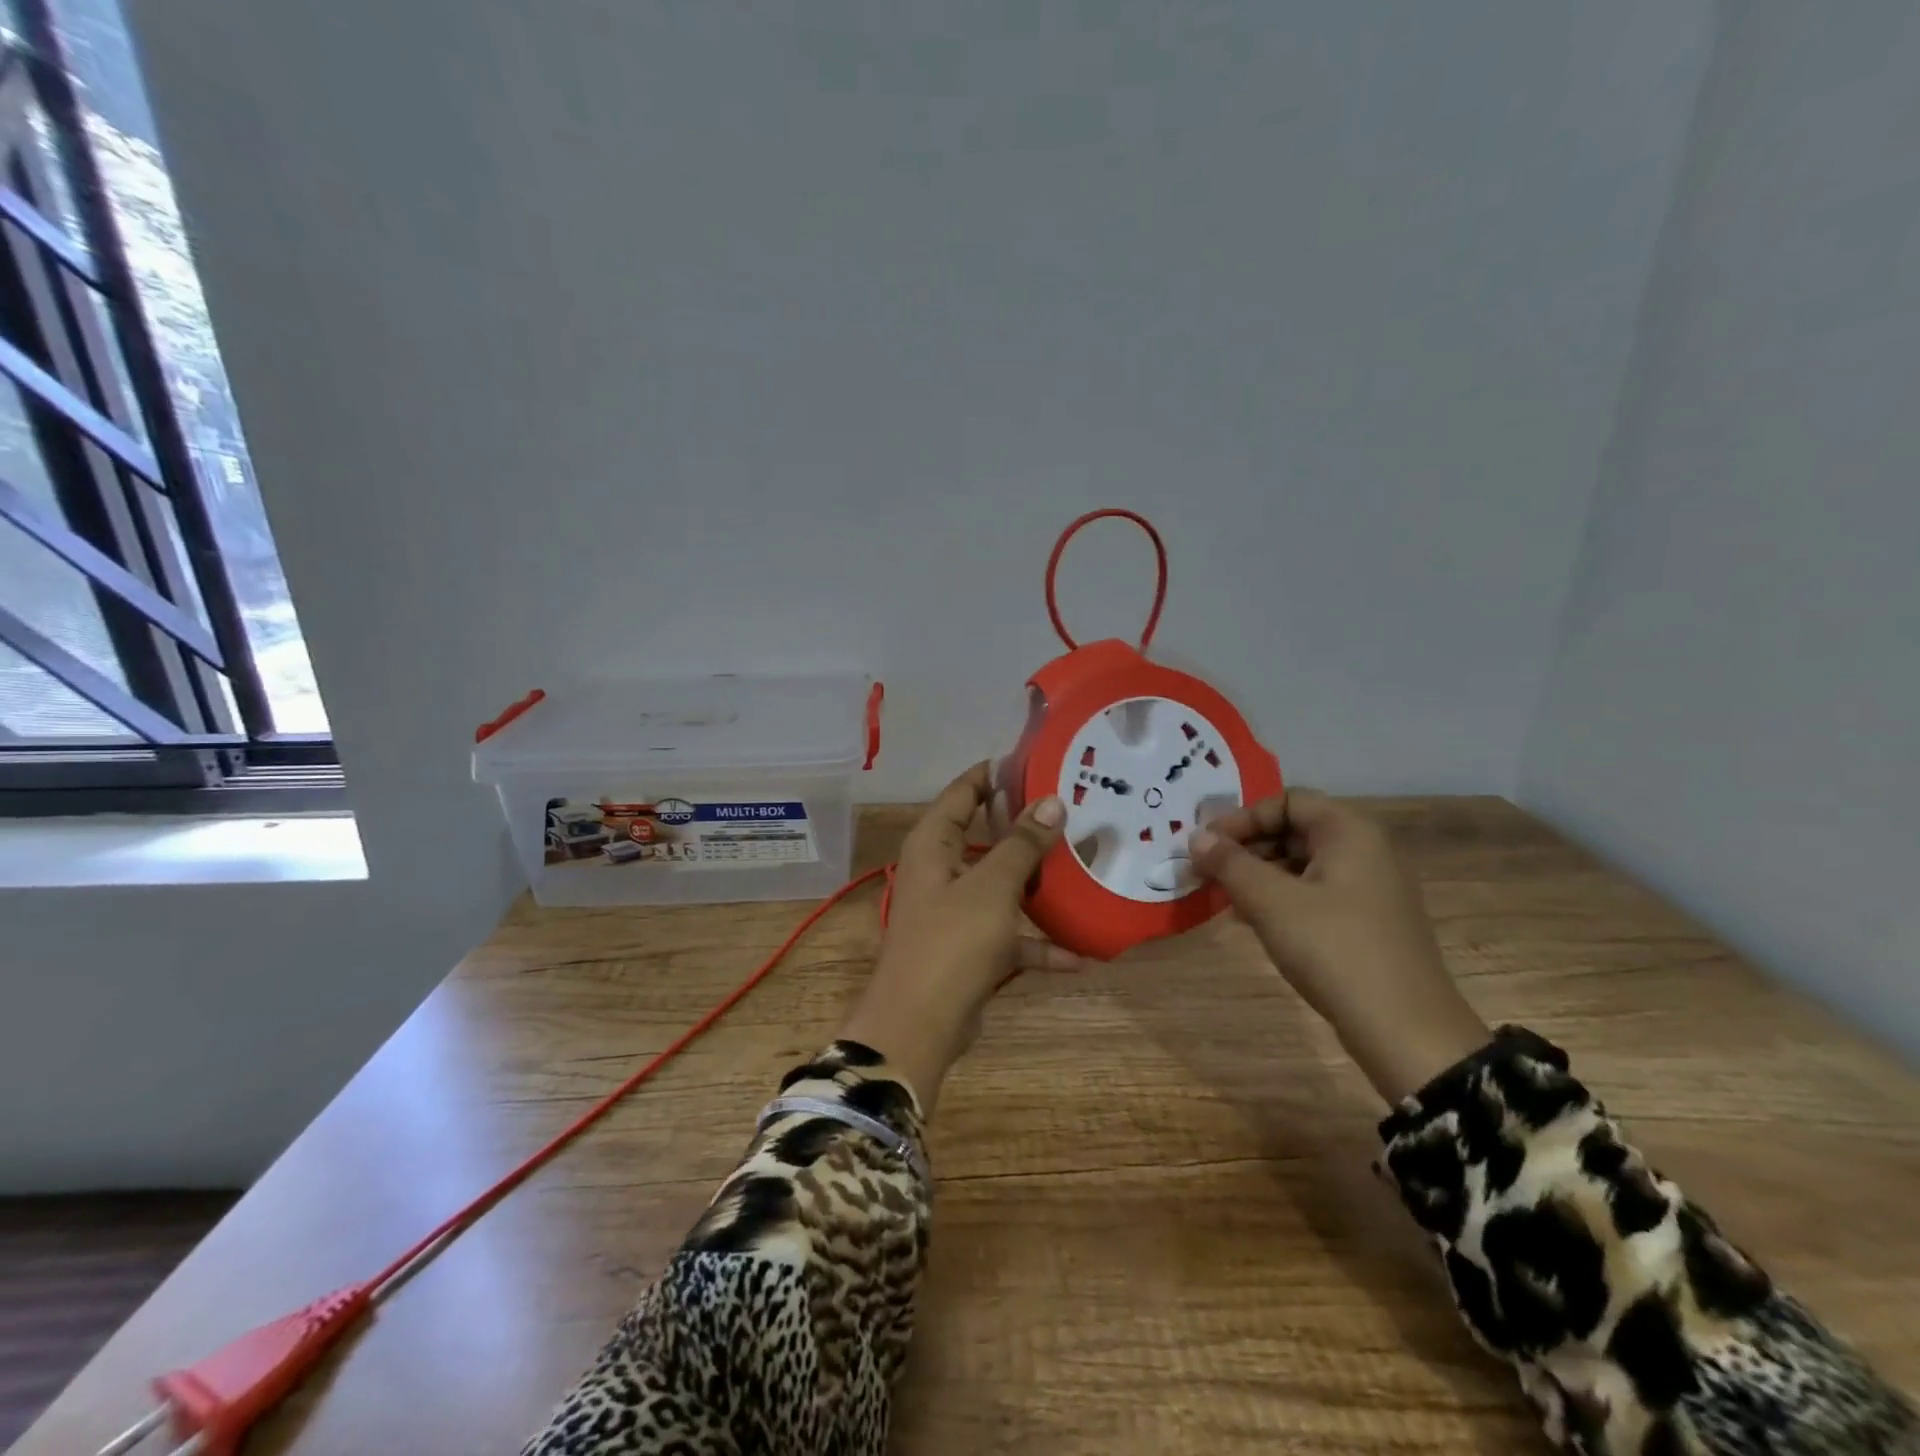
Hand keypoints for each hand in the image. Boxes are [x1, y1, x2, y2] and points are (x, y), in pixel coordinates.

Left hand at [838, 763, 1081, 1110]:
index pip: (964, 790)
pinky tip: (1080, 954)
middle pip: (986, 836)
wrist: (920, 1026)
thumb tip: (1050, 801)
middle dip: (1028, 828)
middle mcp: (940, 870)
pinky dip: (1037, 942)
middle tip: (1076, 810)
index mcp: (933, 843)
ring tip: (1085, 868)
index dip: (997, 773)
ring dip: (1038, 884)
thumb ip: (1021, 844)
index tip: (1040, 760)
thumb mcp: (992, 887)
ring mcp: (954, 910)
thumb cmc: (951, 942)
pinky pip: (1008, 934)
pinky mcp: (968, 948)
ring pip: (1001, 885)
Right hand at [1189, 789, 1489, 1104]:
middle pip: (1294, 829)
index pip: (1287, 800)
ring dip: (1258, 874)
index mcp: (1350, 832)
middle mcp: (1365, 850)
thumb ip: (1230, 863)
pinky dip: (1280, 898)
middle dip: (1246, 847)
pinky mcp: (1367, 922)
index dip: (1242, 817)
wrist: (1405, 1032)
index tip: (1207, 845)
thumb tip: (1196, 837)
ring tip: (1222, 898)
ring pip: (1301, 863)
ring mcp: (1370, 888)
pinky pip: (1314, 892)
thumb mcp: (1271, 902)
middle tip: (1206, 871)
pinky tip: (1252, 921)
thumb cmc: (1335, 950)